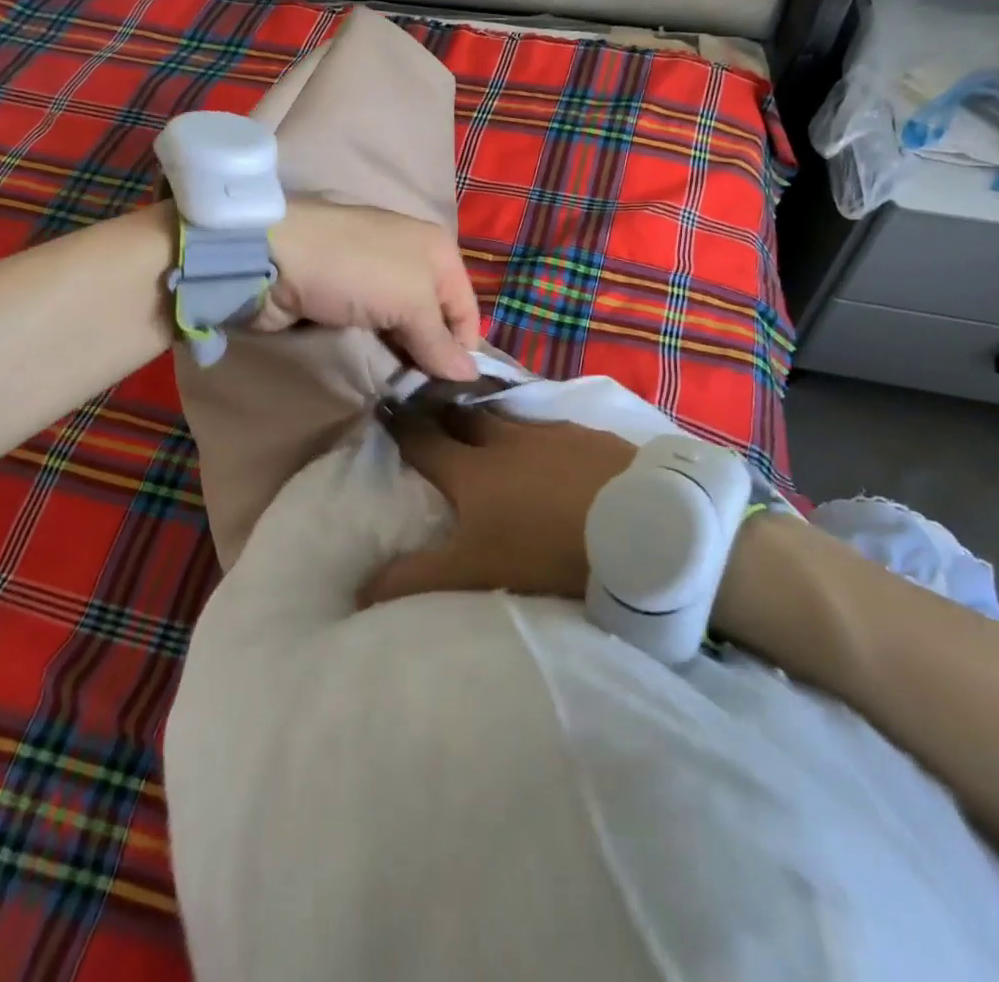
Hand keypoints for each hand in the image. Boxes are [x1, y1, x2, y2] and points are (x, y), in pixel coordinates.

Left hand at [255, 199, 481, 380]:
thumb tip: (472, 375)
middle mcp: (413, 259)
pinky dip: (378, 346)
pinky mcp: (345, 295)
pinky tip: (377, 368)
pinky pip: (373, 327)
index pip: (466, 308)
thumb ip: (440, 342)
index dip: (464, 348)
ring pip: (403, 325)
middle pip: (436, 317)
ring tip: (404, 389)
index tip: (453, 389)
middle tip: (427, 394)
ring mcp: (376, 276)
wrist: (275, 256)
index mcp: (438, 250)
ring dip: (404, 354)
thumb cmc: (357, 271)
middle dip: (433, 353)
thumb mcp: (411, 304)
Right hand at [361, 406, 635, 605]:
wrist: (640, 528)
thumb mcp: (473, 575)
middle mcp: (508, 440)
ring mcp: (554, 433)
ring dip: (495, 423)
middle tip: (435, 414)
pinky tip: (557, 452)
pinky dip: (544, 437)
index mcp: (472, 470)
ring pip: (512, 419)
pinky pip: (557, 429)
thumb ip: (414, 581)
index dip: (400, 427)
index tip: (384, 409)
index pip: (422, 440)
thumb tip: (358, 589)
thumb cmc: (546, 550)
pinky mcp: (595, 437)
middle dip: (446, 415)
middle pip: (466, 418)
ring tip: (490, 432)